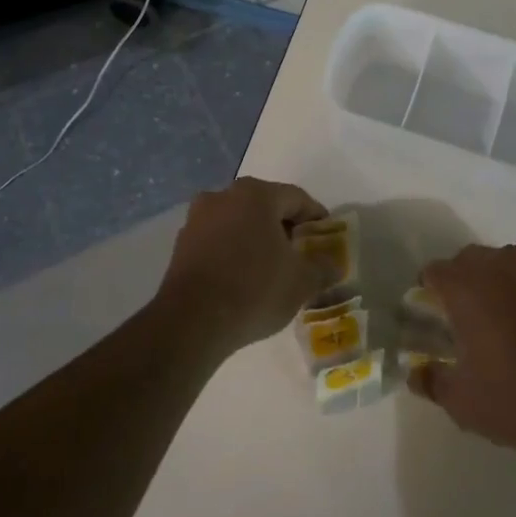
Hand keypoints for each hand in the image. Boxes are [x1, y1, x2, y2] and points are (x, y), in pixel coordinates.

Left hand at [157, 177, 333, 352]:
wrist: (191, 322)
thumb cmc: (254, 289)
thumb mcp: (302, 282)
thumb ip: (323, 268)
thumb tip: (333, 265)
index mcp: (256, 194)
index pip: (296, 198)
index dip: (315, 217)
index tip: (326, 236)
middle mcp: (223, 196)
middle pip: (264, 206)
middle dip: (284, 226)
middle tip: (301, 251)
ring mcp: (197, 219)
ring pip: (238, 221)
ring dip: (256, 238)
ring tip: (271, 266)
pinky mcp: (181, 244)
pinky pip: (217, 239)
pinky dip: (233, 250)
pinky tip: (243, 276)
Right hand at [408, 244, 515, 459]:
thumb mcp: (461, 401)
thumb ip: (432, 382)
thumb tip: (416, 374)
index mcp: (464, 284)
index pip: (432, 272)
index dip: (427, 293)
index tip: (430, 320)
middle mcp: (497, 265)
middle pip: (467, 261)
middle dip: (460, 284)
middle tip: (460, 323)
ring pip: (501, 266)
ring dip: (494, 286)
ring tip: (497, 326)